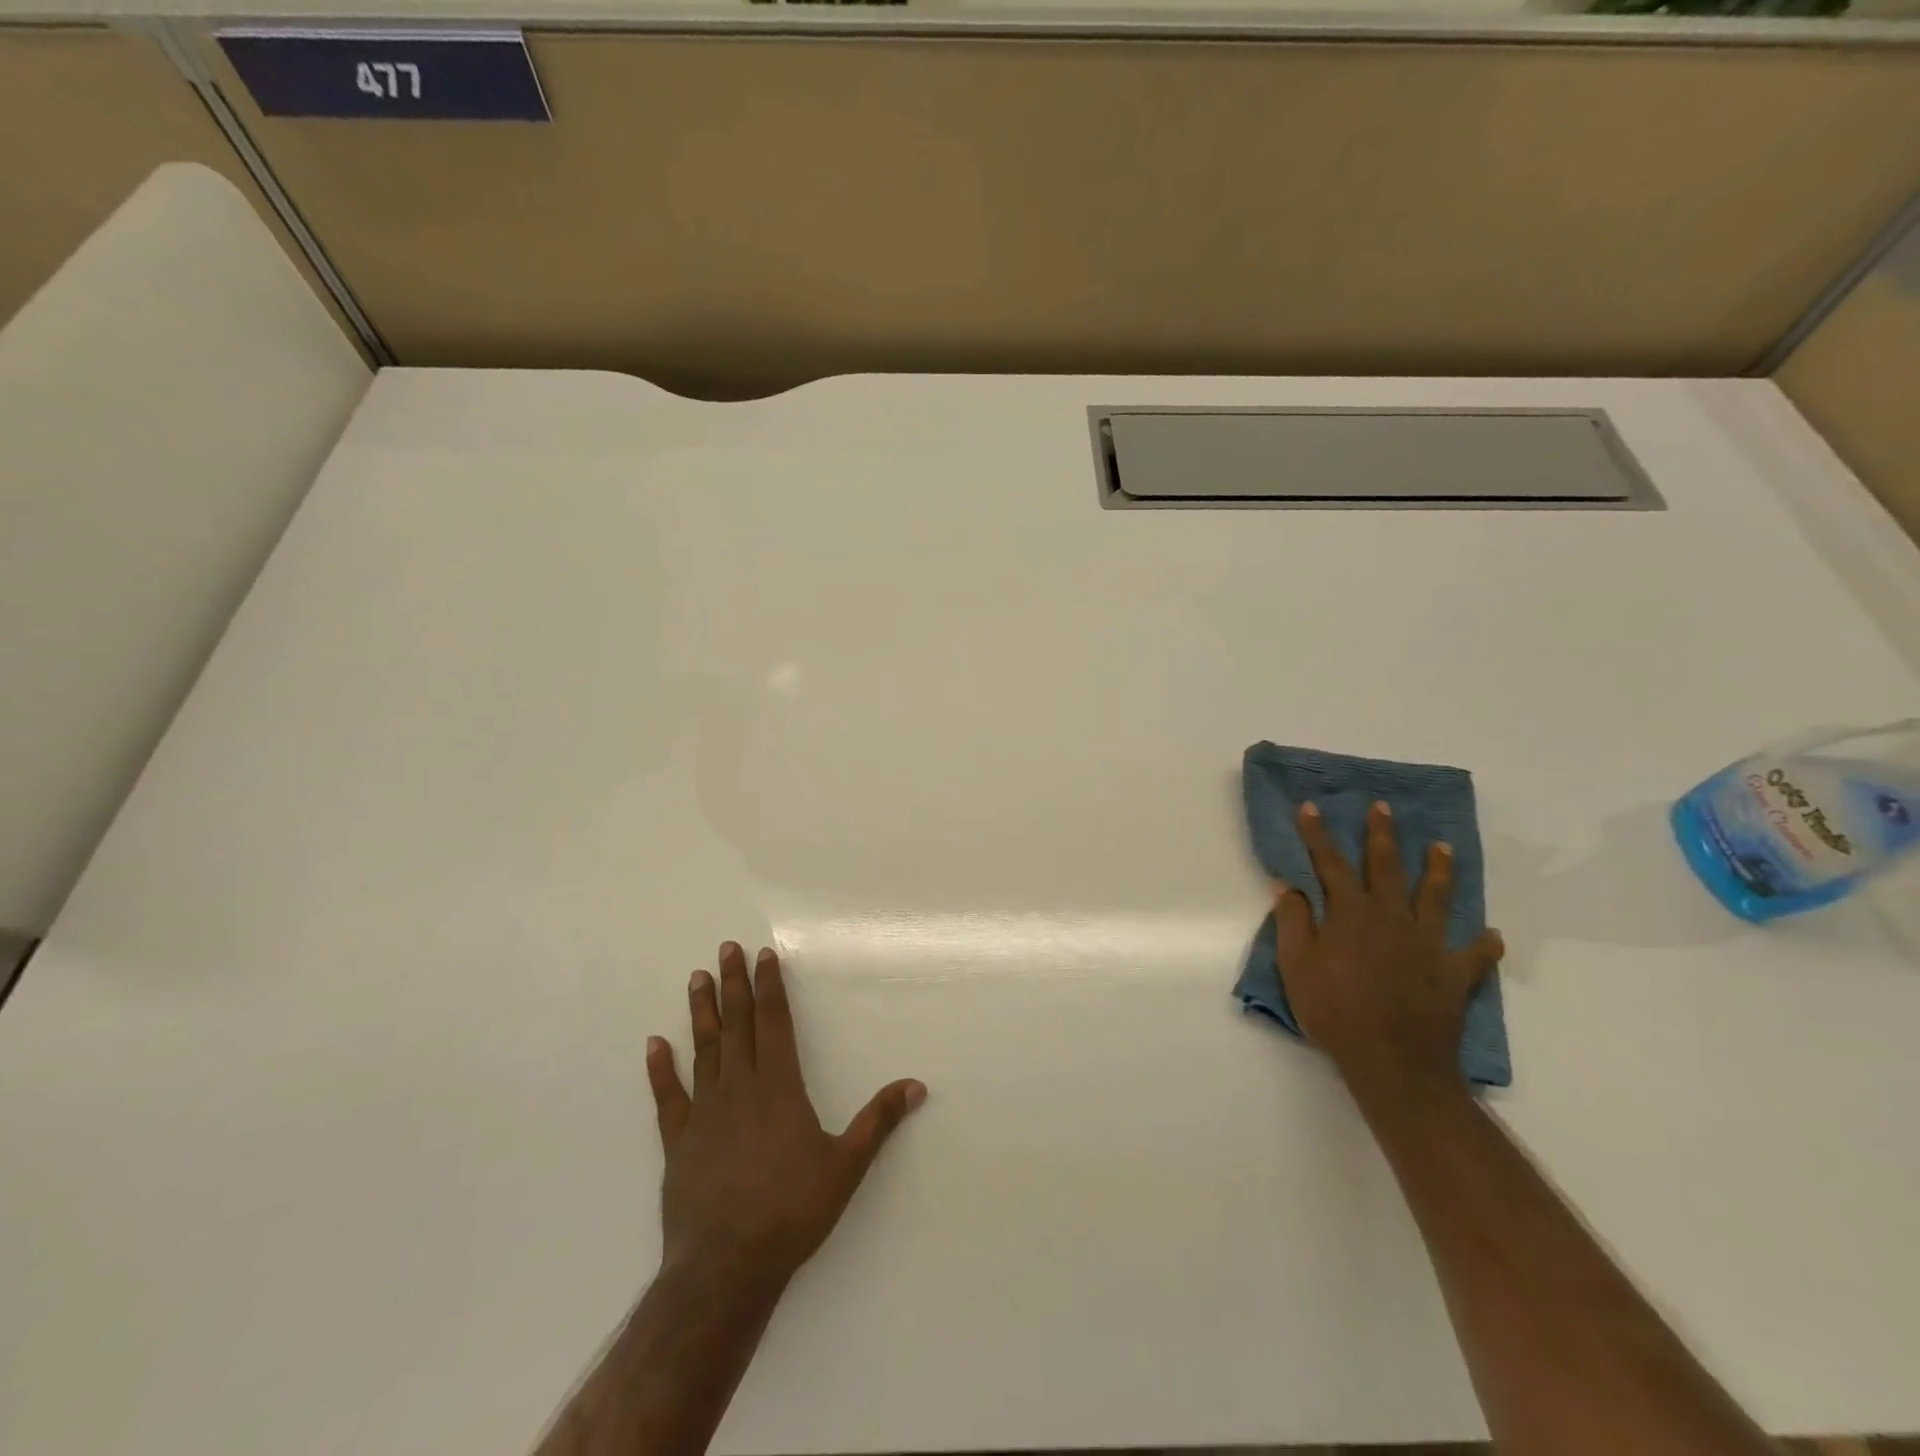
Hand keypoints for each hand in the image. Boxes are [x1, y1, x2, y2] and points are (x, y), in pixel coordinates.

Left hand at [645, 943, 926, 1294]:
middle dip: (734, 985)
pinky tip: (654, 1044)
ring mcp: (704, 1114)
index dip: (769, 987)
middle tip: (725, 949)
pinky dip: (660, 1070)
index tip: (762, 955)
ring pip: (704, 1051)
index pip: (774, 1023)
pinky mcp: (678, 1143)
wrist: (725, 1268)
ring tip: (696, 979)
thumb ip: (878, 1121)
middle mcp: (740, 1089)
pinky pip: (668, 1098)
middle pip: (737, 1026)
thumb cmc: (791, 1212)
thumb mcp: (846, 1166)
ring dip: (701, 1013)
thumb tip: (916, 1085)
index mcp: (779, 1088)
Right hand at [1273, 800, 1503, 1099]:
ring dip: (1438, 870)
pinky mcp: (1453, 974)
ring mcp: (1427, 944)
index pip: (1331, 864)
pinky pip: (1474, 955)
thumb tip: (1289, 885)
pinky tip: (1490, 935)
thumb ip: (1293, 922)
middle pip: (1386, 867)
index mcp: (1350, 914)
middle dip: (1381, 835)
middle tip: (1383, 807)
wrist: (1393, 1062)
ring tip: (1443, 847)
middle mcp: (1391, 918)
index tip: (1311, 807)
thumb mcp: (1297, 966)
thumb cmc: (1334, 1011)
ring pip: (1436, 897)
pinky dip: (1483, 944)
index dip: (1318, 835)